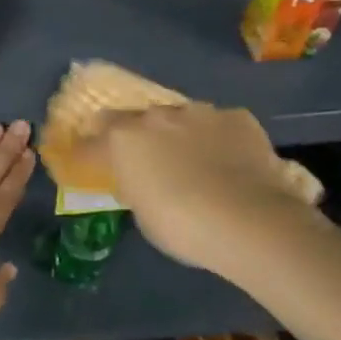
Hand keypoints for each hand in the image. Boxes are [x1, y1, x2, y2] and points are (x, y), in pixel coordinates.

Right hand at [87, 104, 322, 275]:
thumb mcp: (143, 215)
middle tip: (146, 161)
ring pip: (179, 118)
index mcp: (123, 139)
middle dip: (137, 137)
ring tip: (193, 161)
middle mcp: (156, 116)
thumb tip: (140, 181)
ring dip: (178, 134)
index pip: (91, 141)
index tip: (88, 163)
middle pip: (134, 119)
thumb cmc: (183, 227)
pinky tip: (231, 162)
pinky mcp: (237, 117)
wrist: (251, 222)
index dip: (89, 152)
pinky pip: (219, 125)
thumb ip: (136, 187)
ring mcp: (198, 112)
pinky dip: (218, 139)